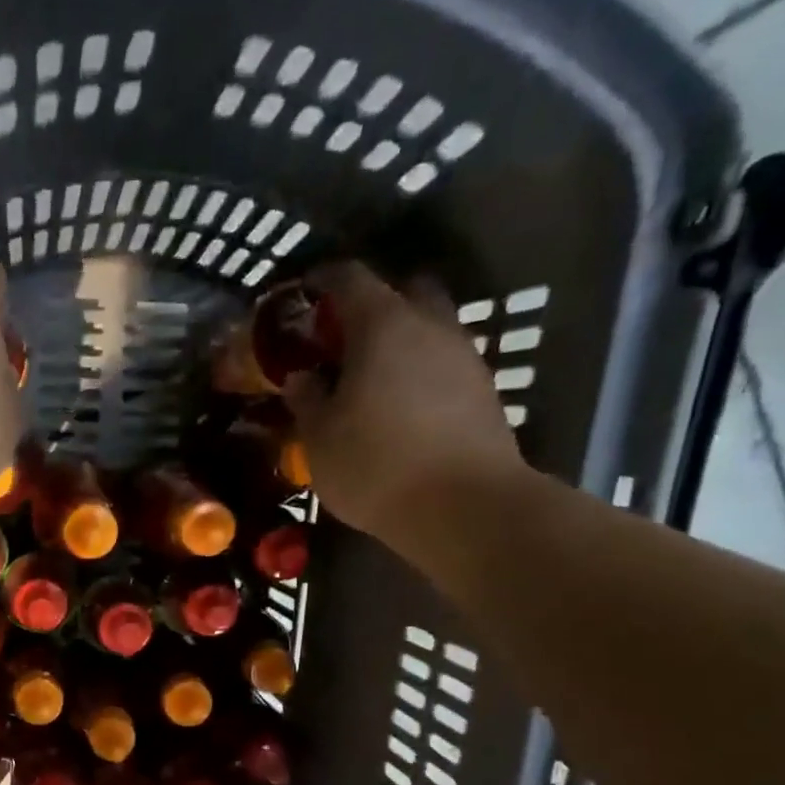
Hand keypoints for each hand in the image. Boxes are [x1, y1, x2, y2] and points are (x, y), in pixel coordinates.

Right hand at [281, 263, 524, 562]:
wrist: (464, 506)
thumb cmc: (375, 465)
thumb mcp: (320, 439)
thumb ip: (307, 400)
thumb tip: (301, 378)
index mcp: (382, 326)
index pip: (350, 279)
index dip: (323, 279)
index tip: (305, 290)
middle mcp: (430, 326)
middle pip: (403, 291)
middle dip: (373, 304)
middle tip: (344, 337)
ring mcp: (465, 356)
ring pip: (430, 327)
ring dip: (402, 340)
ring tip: (372, 378)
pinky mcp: (484, 390)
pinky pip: (445, 363)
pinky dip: (422, 371)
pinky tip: (403, 406)